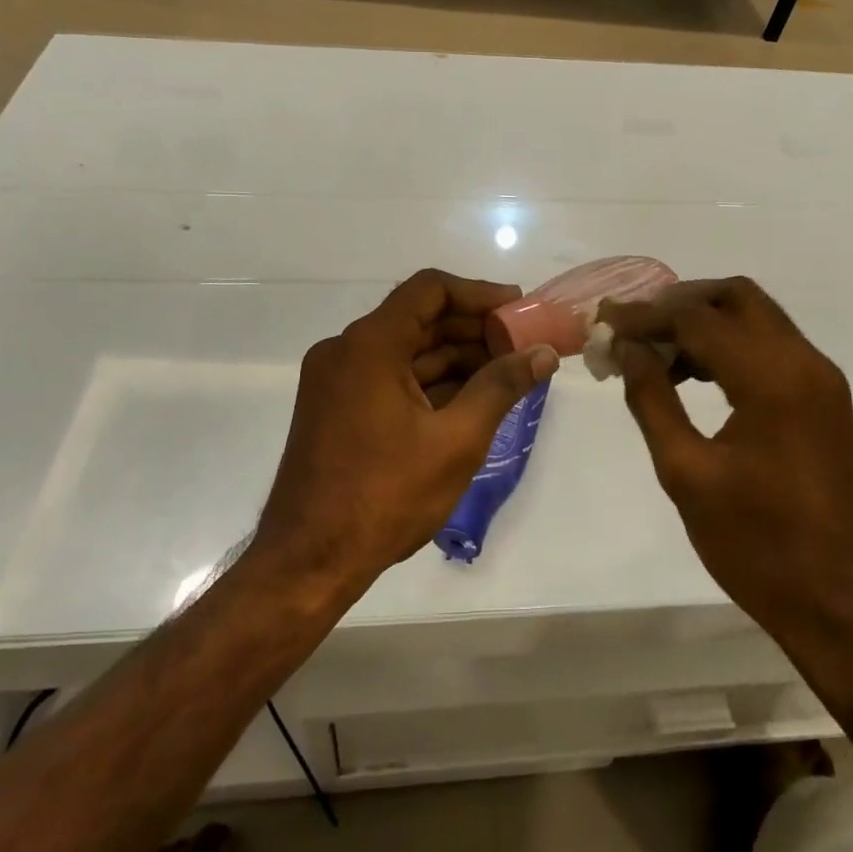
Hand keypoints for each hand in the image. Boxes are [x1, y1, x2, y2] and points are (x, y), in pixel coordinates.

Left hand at [253, 270, 559, 598]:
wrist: (309, 562)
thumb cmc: (385, 496)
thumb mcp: (456, 440)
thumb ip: (501, 387)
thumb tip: (543, 353)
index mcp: (369, 345)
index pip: (429, 290)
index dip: (478, 293)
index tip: (518, 307)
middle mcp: (346, 350)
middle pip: (419, 318)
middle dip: (473, 329)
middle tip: (521, 343)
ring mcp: (337, 380)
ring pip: (406, 350)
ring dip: (455, 357)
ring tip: (506, 373)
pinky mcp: (337, 408)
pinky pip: (390, 377)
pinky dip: (430, 382)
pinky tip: (470, 398)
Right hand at [599, 278, 852, 641]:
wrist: (843, 605)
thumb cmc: (759, 546)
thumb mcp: (687, 474)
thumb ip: (652, 399)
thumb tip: (627, 348)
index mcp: (772, 378)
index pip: (697, 318)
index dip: (643, 315)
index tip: (601, 323)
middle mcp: (804, 362)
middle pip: (735, 297)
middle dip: (678, 303)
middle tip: (633, 328)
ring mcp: (820, 379)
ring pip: (755, 318)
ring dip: (703, 322)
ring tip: (653, 354)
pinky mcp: (822, 399)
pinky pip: (770, 347)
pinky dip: (728, 345)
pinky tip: (692, 375)